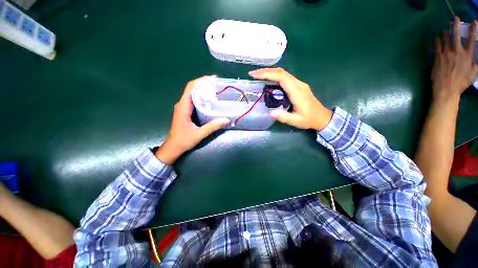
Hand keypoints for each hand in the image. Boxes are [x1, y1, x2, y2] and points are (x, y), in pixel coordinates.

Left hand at [155, 76, 229, 164]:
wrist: (173, 147)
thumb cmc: (184, 140)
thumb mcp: (199, 134)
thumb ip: (212, 126)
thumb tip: (226, 119)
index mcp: (183, 107)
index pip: (191, 88)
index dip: (201, 81)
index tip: (213, 79)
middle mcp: (182, 104)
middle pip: (192, 88)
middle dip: (204, 84)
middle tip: (217, 85)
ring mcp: (183, 107)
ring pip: (192, 93)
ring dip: (203, 89)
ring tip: (215, 90)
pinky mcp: (185, 111)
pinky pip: (193, 99)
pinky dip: (201, 96)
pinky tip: (209, 100)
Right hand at [249, 68, 332, 130]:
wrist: (322, 117)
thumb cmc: (309, 119)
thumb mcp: (296, 121)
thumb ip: (284, 117)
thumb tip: (270, 113)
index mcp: (297, 91)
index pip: (281, 77)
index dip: (267, 74)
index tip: (255, 75)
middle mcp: (298, 84)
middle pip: (281, 72)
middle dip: (265, 71)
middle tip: (253, 73)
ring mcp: (298, 84)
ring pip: (283, 73)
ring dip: (269, 72)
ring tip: (257, 75)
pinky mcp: (297, 86)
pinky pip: (285, 77)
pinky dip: (274, 76)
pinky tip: (268, 79)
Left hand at [432, 17, 477, 100]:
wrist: (446, 89)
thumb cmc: (461, 83)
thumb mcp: (472, 74)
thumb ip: (474, 65)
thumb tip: (474, 61)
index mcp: (467, 55)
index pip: (472, 39)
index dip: (473, 29)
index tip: (474, 22)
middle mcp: (457, 52)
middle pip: (456, 35)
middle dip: (456, 25)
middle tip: (455, 19)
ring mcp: (446, 54)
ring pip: (445, 39)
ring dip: (445, 33)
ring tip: (445, 30)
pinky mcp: (438, 57)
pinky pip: (437, 46)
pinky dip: (437, 41)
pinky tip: (437, 38)